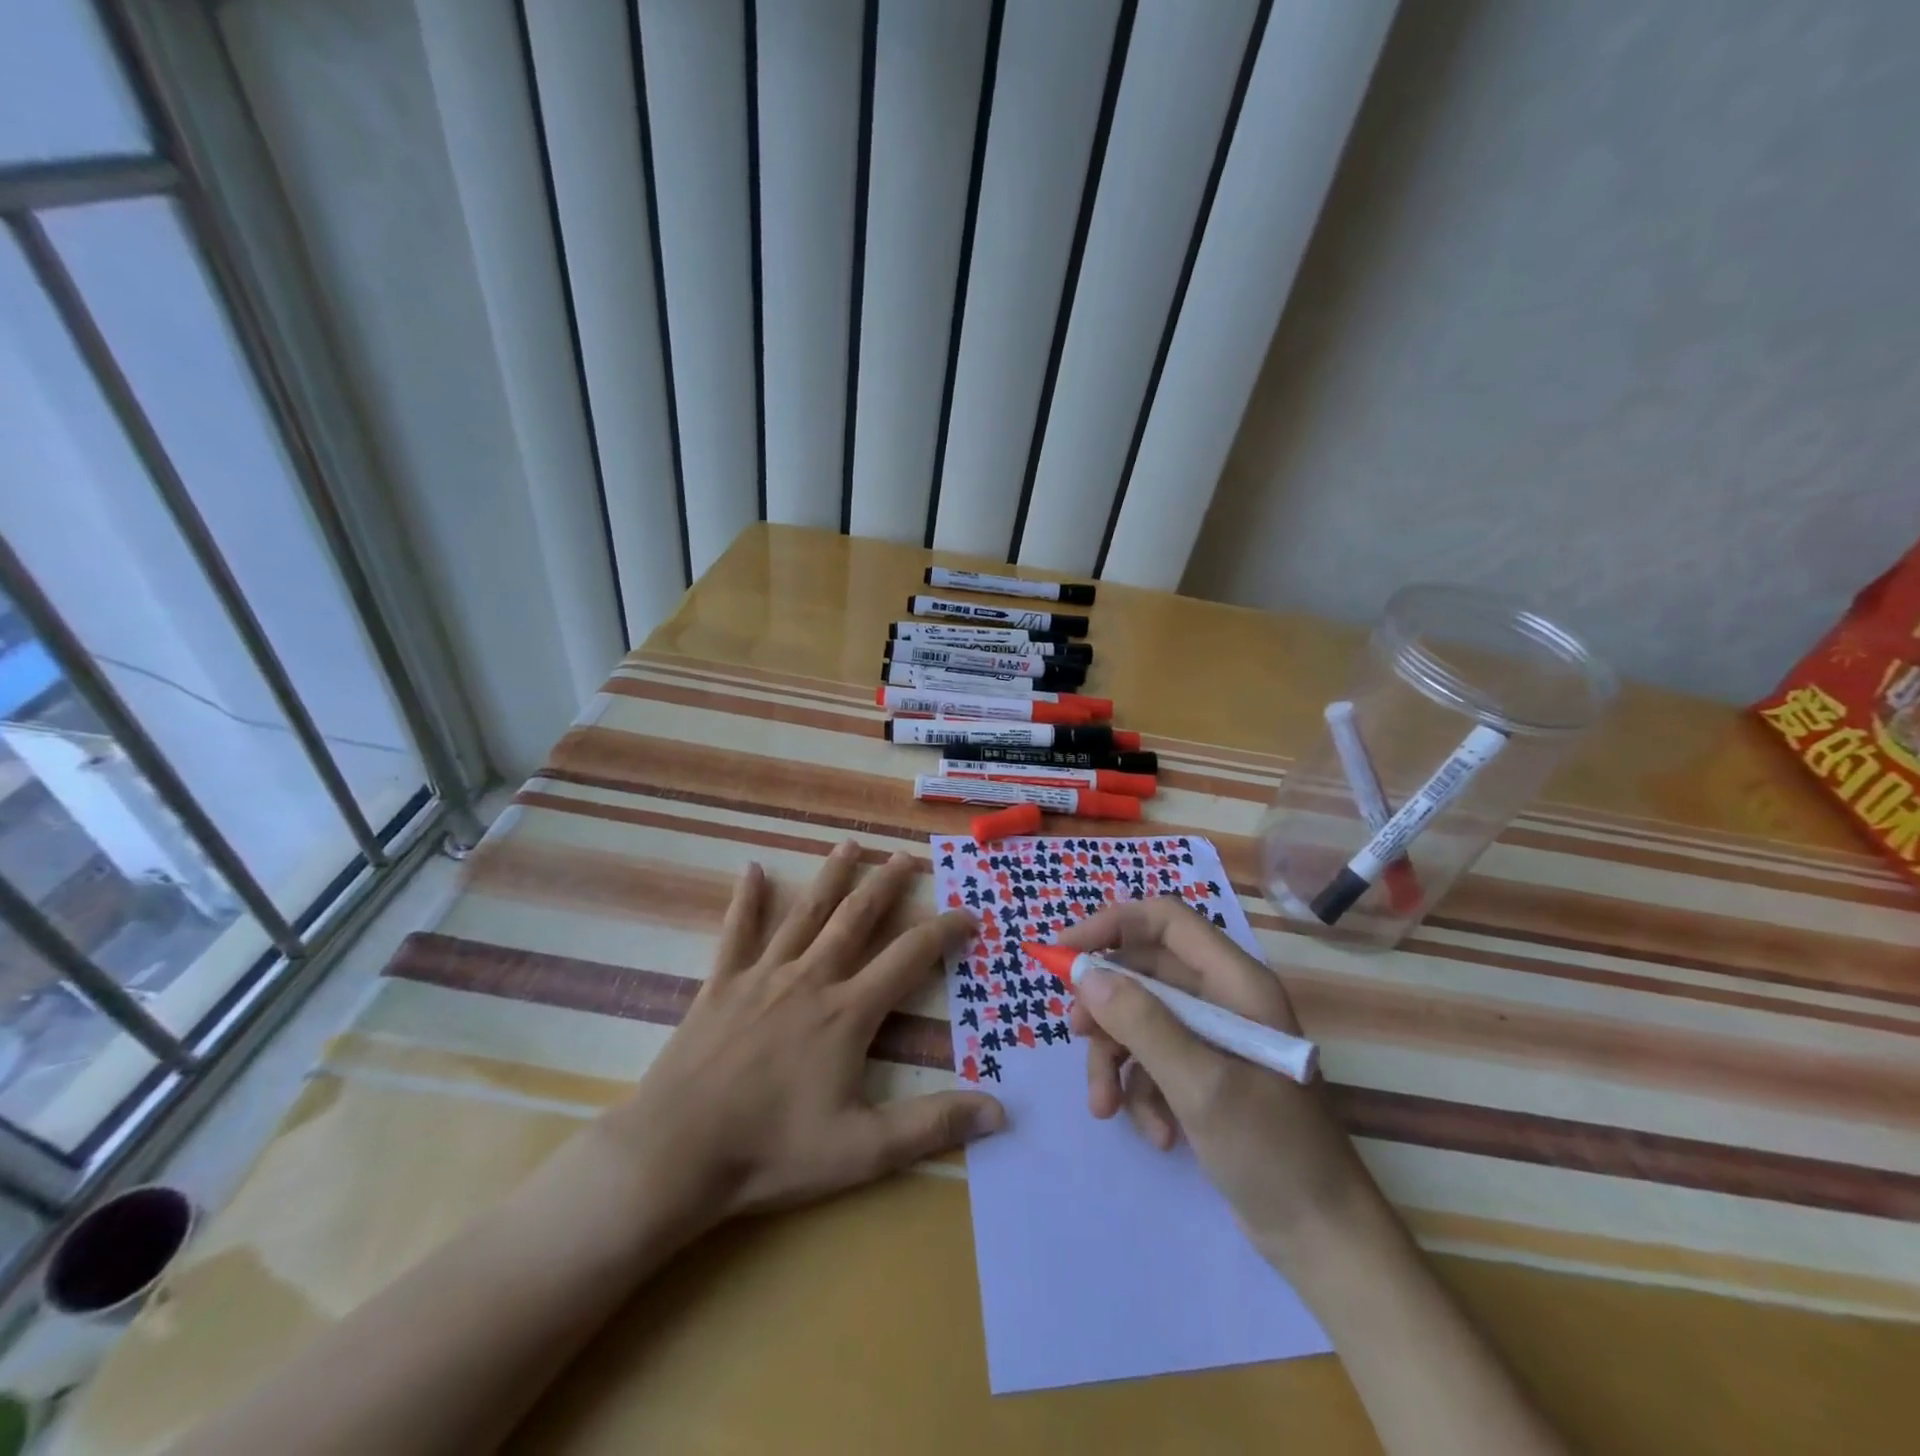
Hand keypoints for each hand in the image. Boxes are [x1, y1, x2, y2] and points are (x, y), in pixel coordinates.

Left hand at [601, 841, 1005, 1234]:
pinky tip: (751, 870)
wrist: (676, 1153)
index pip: (910, 957)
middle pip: (857, 918)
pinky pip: (736, 932)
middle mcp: (811, 979)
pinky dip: (747, 899)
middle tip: (906, 856)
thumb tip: (1000, 1113)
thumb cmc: (772, 1152)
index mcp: (848, 1012)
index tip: (969, 913)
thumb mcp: (863, 1150)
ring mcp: (763, 976)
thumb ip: (932, 1125)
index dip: (944, 931)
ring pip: (805, 914)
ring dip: (831, 877)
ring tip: (849, 845)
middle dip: (886, 885)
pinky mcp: (721, 985)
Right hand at [1063, 897, 1375, 1264]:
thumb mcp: (1200, 1084)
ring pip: (1140, 1019)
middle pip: (1143, 972)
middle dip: (1106, 1007)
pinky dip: (1142, 1092)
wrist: (1323, 1238)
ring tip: (1106, 1107)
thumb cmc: (1272, 1151)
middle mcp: (1223, 998)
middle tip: (1078, 1035)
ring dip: (1116, 1060)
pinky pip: (1154, 1060)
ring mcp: (1214, 1038)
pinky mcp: (1206, 1074)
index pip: (1163, 920)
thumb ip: (1141, 1022)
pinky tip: (1156, 1133)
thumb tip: (1085, 974)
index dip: (1111, 924)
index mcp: (1235, 981)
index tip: (1064, 952)